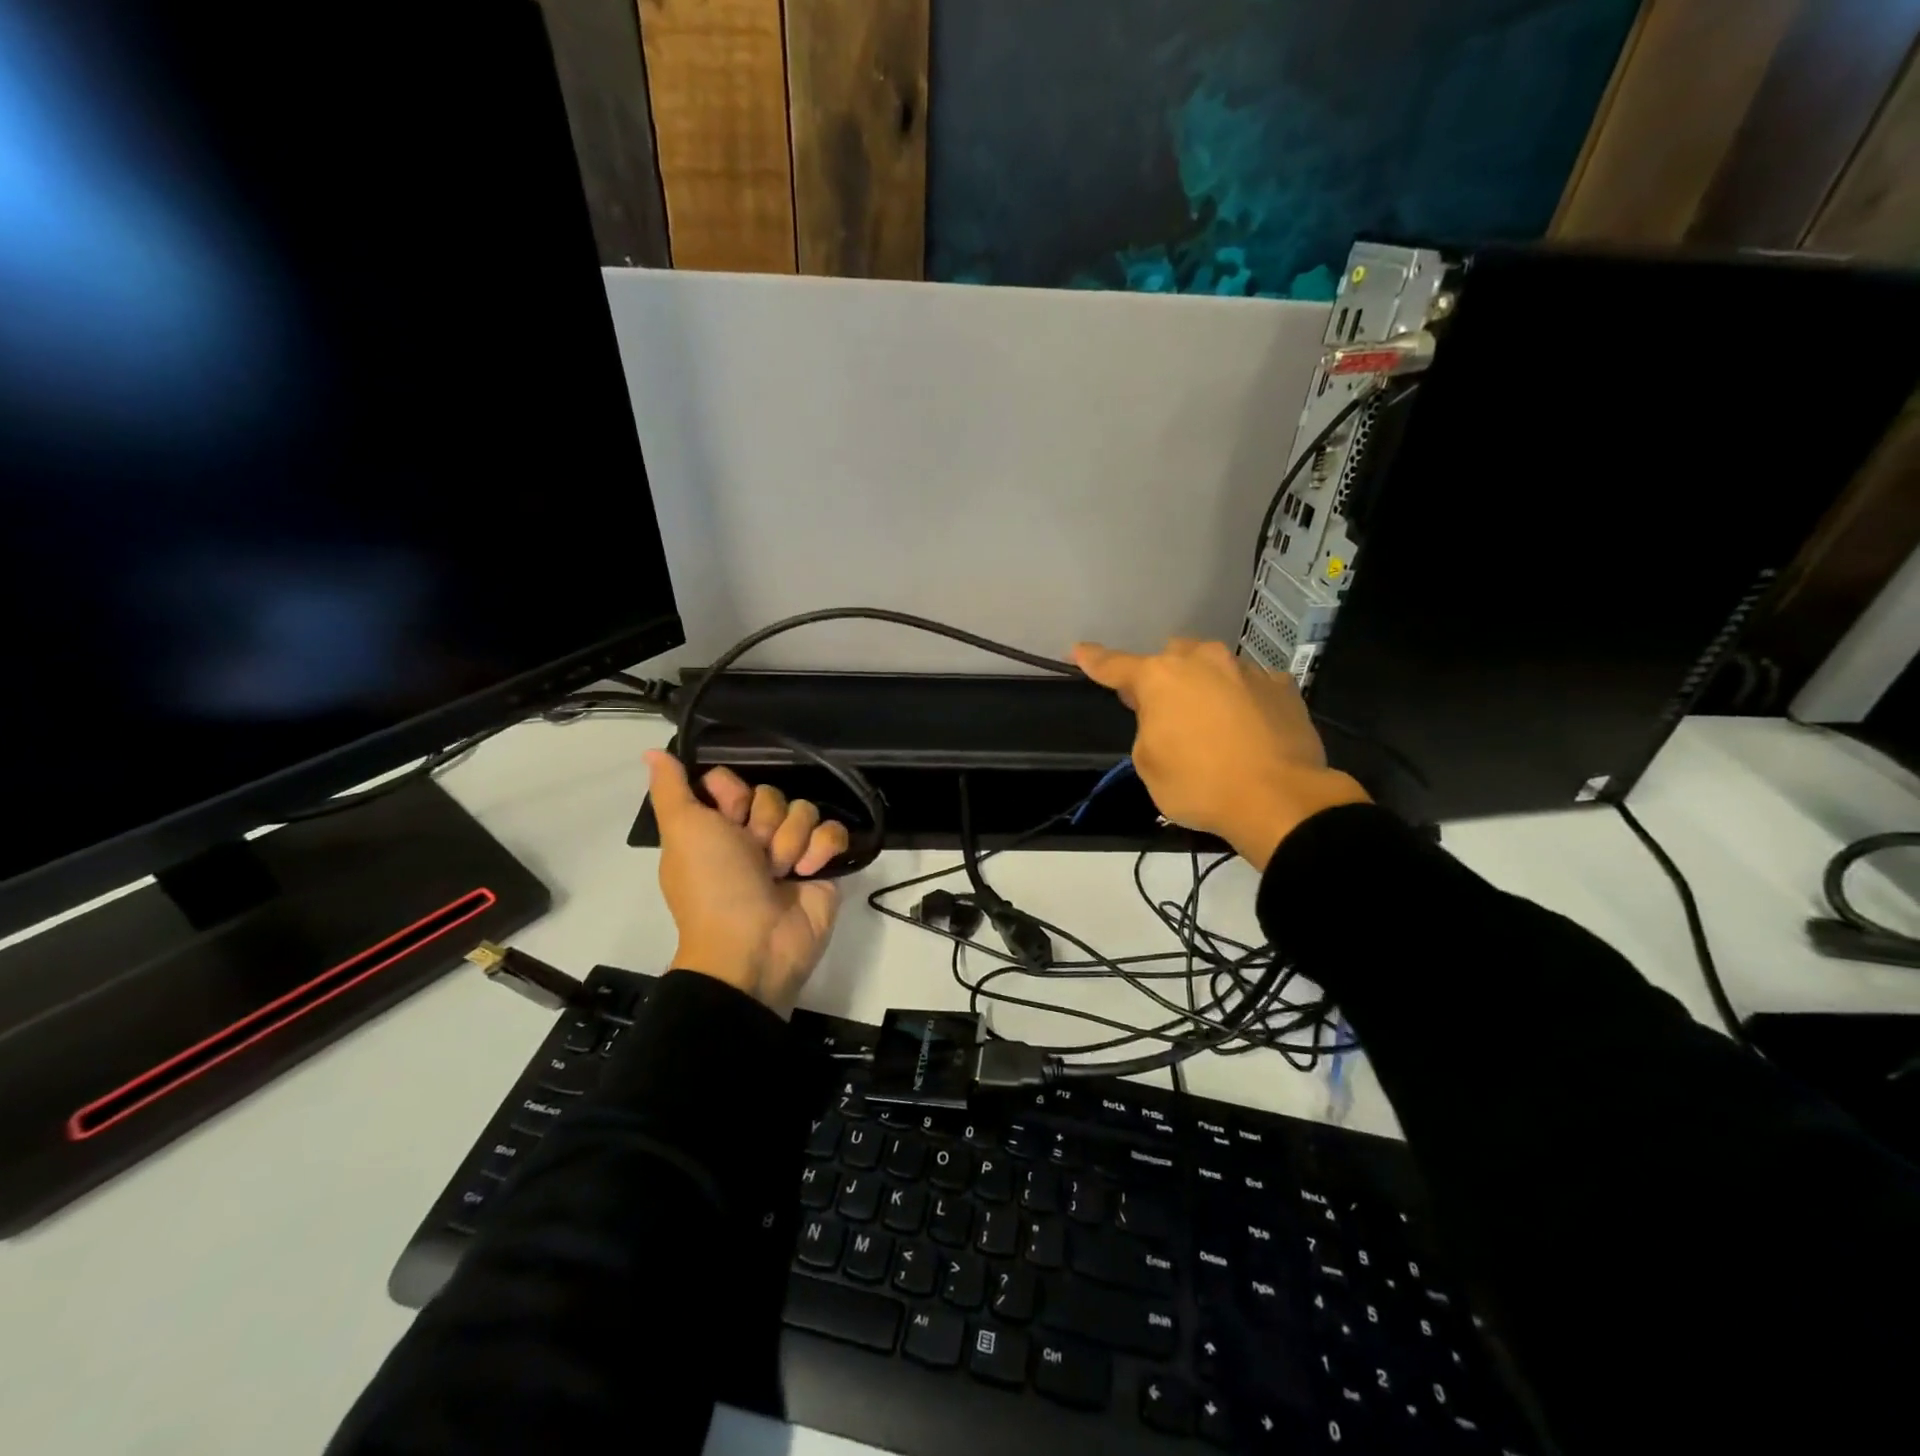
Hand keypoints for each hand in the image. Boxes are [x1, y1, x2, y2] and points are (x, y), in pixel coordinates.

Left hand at [644, 752, 850, 1017]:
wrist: (753, 947)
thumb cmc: (713, 886)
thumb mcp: (683, 832)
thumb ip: (670, 789)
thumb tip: (653, 751)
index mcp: (715, 827)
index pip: (733, 781)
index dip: (734, 795)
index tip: (728, 818)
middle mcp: (751, 836)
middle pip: (772, 794)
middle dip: (766, 822)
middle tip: (755, 854)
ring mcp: (789, 851)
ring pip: (805, 809)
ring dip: (792, 841)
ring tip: (781, 872)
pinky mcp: (822, 866)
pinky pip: (833, 832)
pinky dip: (822, 849)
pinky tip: (808, 872)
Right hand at [1073, 638, 1369, 870]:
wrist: (1280, 799)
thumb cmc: (1200, 785)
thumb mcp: (1148, 764)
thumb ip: (1147, 727)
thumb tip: (1165, 715)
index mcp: (1160, 677)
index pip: (1115, 665)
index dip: (1094, 660)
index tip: (1079, 650)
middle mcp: (1203, 660)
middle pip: (1172, 657)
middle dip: (1163, 676)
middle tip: (1164, 710)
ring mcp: (1247, 669)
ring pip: (1213, 667)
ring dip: (1205, 687)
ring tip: (1212, 724)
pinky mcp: (1282, 687)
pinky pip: (1250, 685)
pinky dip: (1242, 701)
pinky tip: (1248, 729)